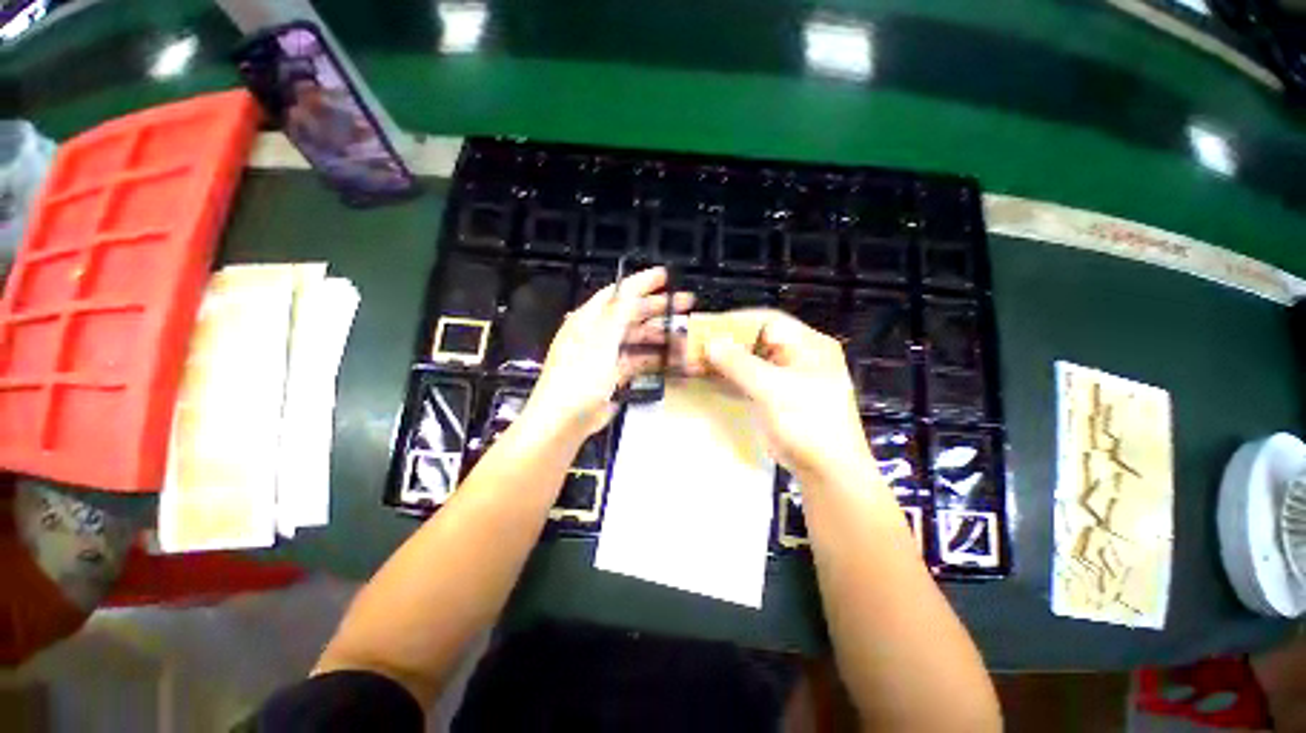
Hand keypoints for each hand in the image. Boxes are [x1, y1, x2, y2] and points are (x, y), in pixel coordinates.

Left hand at [520, 267, 693, 440]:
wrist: (565, 420)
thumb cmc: (580, 376)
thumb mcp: (600, 340)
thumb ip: (618, 313)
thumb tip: (632, 290)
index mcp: (590, 319)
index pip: (619, 293)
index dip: (642, 282)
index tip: (665, 276)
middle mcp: (598, 333)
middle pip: (632, 314)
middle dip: (659, 307)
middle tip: (686, 303)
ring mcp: (607, 355)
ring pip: (637, 338)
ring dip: (660, 334)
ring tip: (685, 332)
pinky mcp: (614, 375)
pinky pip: (638, 360)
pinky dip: (654, 357)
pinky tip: (671, 357)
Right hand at [702, 310, 873, 482]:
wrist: (826, 470)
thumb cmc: (806, 423)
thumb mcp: (773, 389)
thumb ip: (740, 364)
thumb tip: (710, 342)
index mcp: (808, 344)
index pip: (767, 321)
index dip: (735, 322)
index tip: (706, 327)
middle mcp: (797, 355)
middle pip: (755, 340)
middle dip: (725, 343)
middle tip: (695, 347)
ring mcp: (785, 377)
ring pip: (748, 360)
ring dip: (723, 360)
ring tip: (694, 361)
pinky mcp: (774, 396)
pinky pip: (748, 379)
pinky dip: (728, 377)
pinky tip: (707, 376)